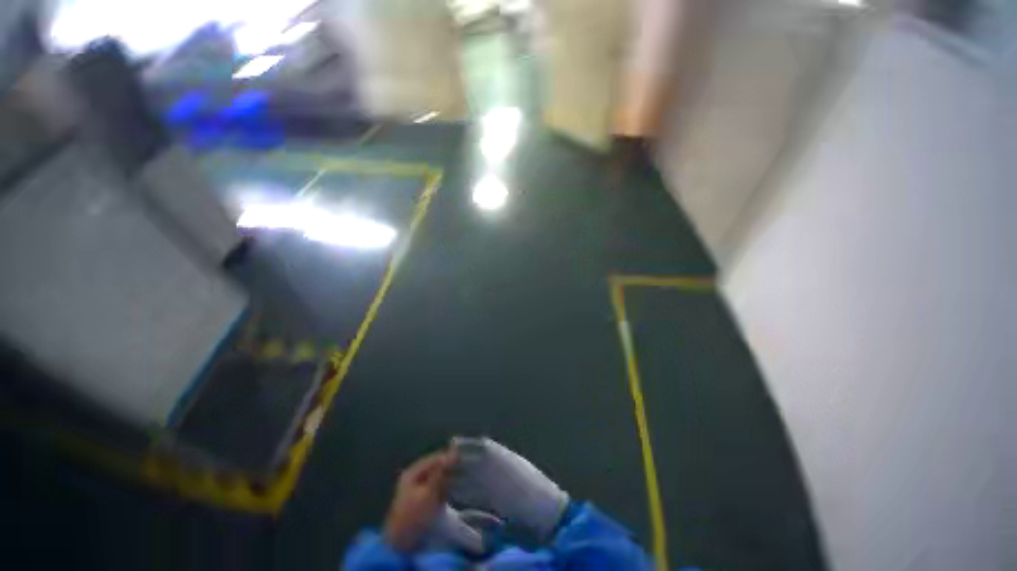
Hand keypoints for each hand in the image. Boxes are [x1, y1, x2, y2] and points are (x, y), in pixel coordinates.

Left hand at [383, 450, 454, 552]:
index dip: (447, 457)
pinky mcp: (421, 501)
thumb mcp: (429, 492)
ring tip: (461, 478)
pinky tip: (452, 490)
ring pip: (435, 478)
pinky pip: (435, 488)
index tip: (463, 458)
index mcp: (412, 472)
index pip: (433, 458)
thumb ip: (441, 471)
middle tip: (464, 468)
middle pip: (434, 467)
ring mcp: (416, 490)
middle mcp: (413, 478)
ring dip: (447, 478)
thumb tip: (453, 452)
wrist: (401, 545)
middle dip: (448, 468)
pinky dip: (443, 487)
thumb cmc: (414, 515)